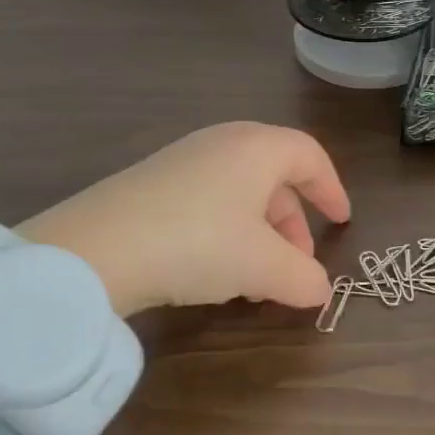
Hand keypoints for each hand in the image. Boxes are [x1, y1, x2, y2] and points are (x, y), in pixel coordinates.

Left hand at [18, 123, 350, 316]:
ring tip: (257, 281)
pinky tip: (216, 273)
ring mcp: (182, 161)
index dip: (332, 189)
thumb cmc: (197, 243)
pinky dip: (227, 234)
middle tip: (297, 267)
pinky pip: (208, 202)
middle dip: (293, 225)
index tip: (342, 223)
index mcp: (256, 147)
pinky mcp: (151, 185)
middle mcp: (222, 143)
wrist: (93, 251)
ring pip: (240, 194)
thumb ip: (303, 277)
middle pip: (275, 178)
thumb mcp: (262, 266)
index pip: (310, 156)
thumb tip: (320, 291)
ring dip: (260, 236)